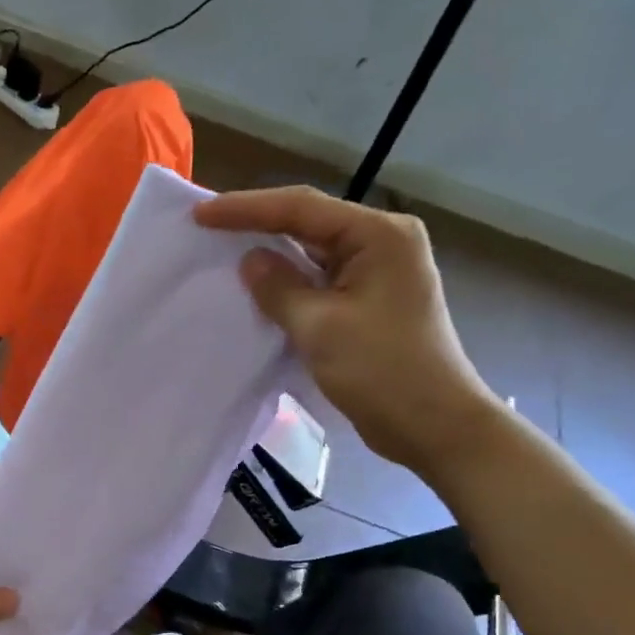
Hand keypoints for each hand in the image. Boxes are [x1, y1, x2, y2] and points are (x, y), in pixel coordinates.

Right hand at [197, 186, 500, 477]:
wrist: (434, 426)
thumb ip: (279, 288)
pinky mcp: (372, 304)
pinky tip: (259, 292)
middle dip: (259, 227)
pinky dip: (291, 287)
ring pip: (314, 256)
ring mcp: (379, 275)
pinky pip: (322, 284)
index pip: (302, 208)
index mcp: (378, 235)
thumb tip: (250, 261)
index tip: (200, 214)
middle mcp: (382, 244)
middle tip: (208, 228)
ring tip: (224, 255)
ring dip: (274, 259)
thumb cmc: (382, 371)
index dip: (247, 209)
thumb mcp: (320, 327)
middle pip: (310, 225)